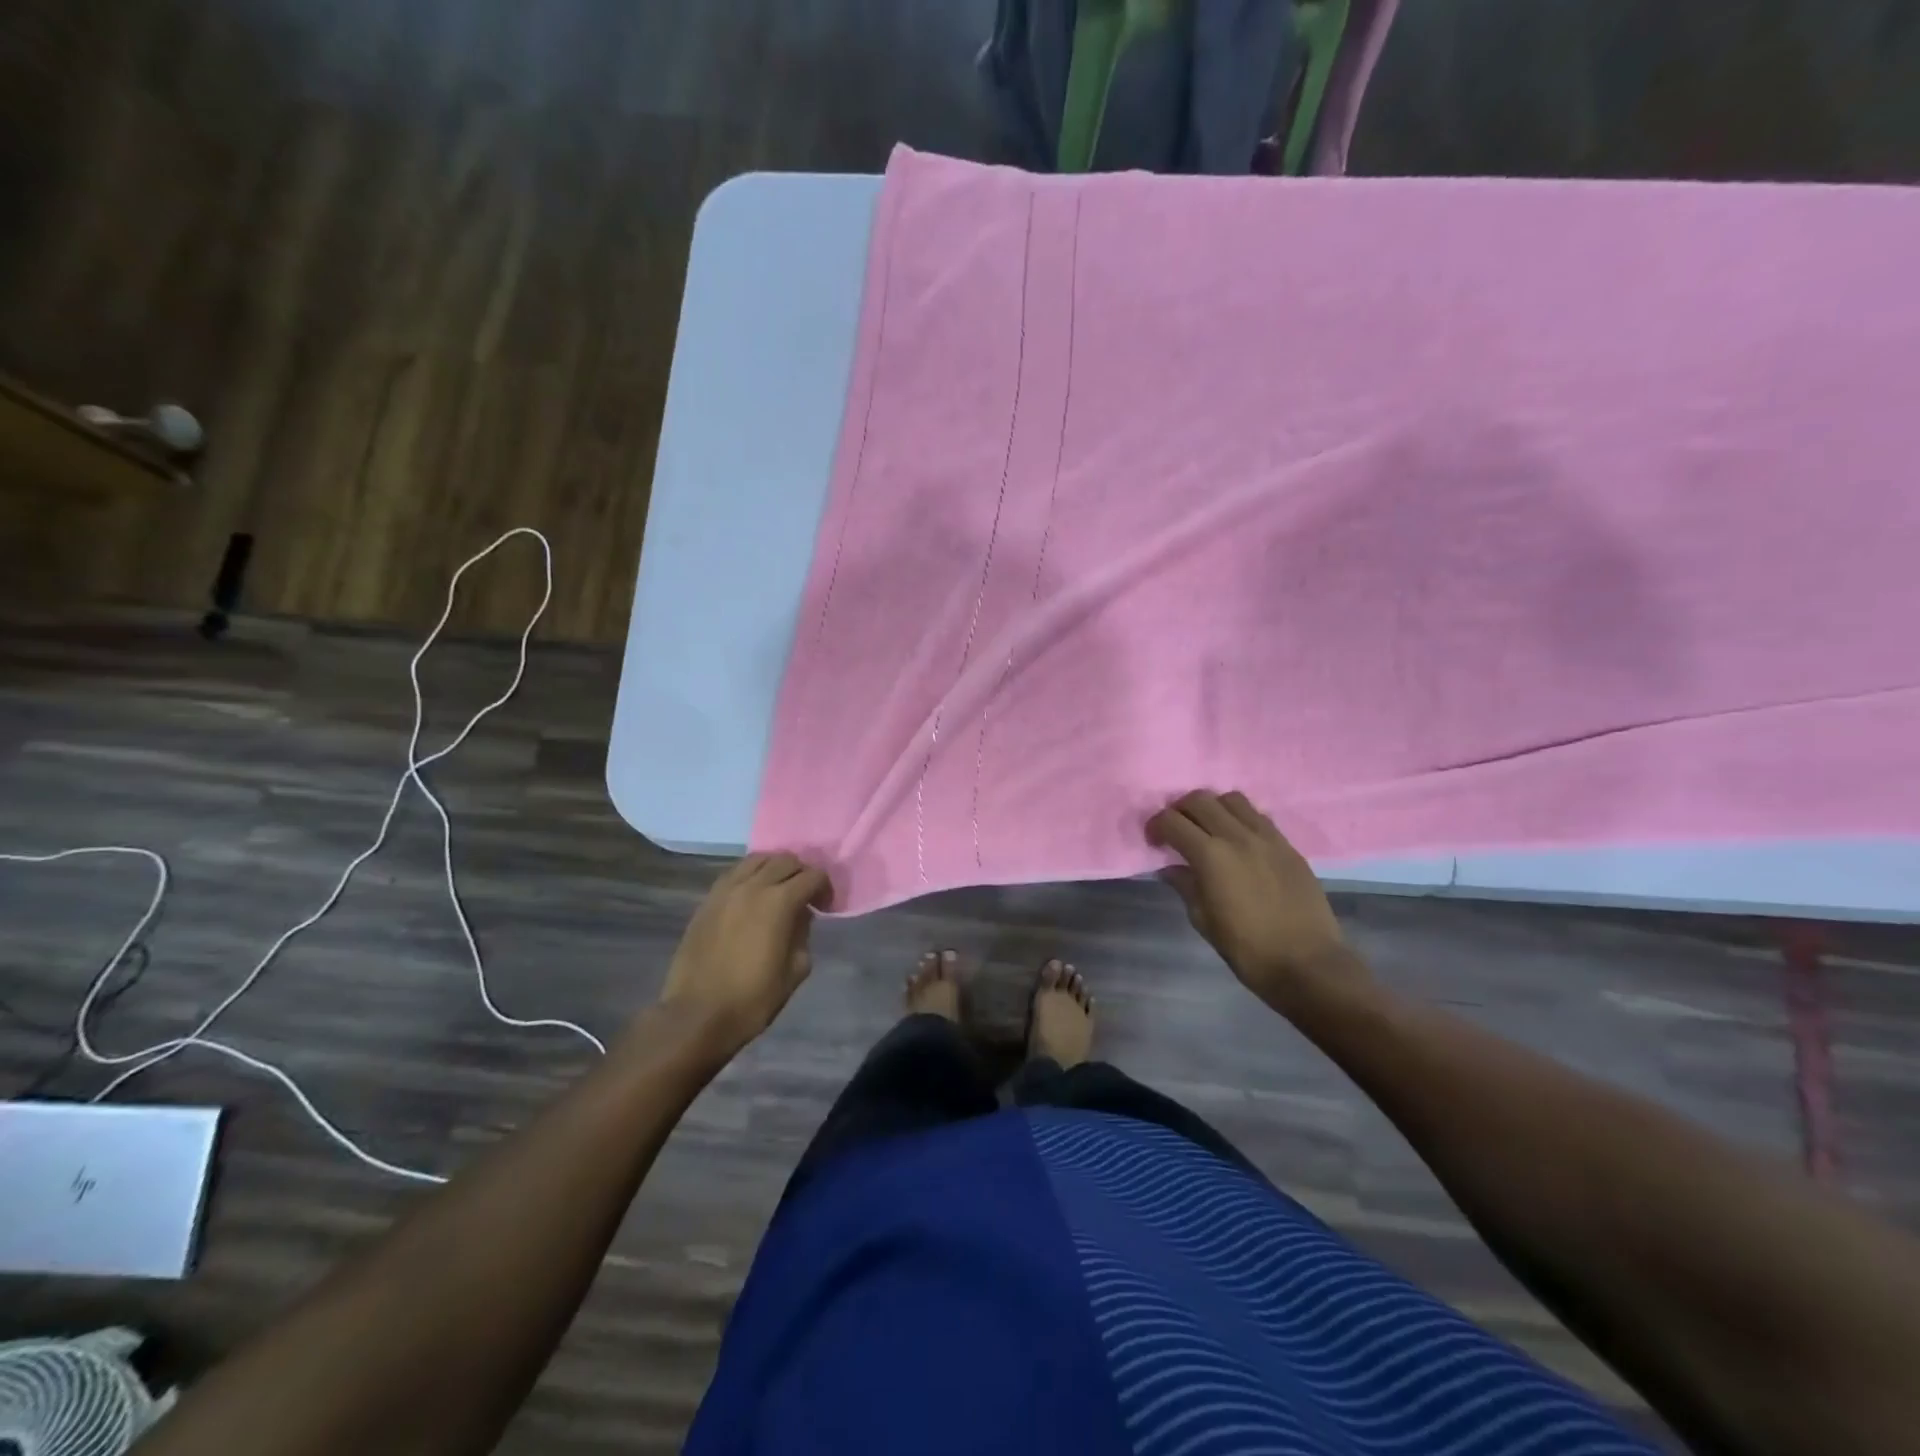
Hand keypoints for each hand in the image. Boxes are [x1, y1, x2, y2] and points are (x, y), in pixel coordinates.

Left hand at [659, 852, 829, 1051]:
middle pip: (785, 860)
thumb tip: (800, 917)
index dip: (825, 888)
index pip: (812, 876)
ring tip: (778, 890)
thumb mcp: (795, 971)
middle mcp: (753, 886)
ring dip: (774, 868)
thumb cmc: (752, 998)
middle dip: (802, 873)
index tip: (825, 907)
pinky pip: (734, 873)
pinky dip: (750, 876)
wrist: (697, 1015)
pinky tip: (752, 896)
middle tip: (805, 896)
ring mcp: (726, 890)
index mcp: (779, 902)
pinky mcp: (707, 900)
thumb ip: (803, 935)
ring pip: (757, 859)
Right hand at [1146, 790, 1356, 1012]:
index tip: (1153, 842)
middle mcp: (1238, 836)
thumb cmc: (1248, 949)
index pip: (1172, 821)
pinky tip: (1238, 842)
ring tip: (1209, 830)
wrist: (1308, 963)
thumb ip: (1185, 886)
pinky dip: (1240, 819)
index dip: (1155, 826)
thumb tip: (1171, 868)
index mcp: (1211, 856)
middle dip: (1180, 810)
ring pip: (1232, 799)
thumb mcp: (1204, 920)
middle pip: (1200, 799)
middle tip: (1177, 831)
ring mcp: (1267, 837)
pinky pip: (1258, 817)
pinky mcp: (1288, 846)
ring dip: (1213, 808)